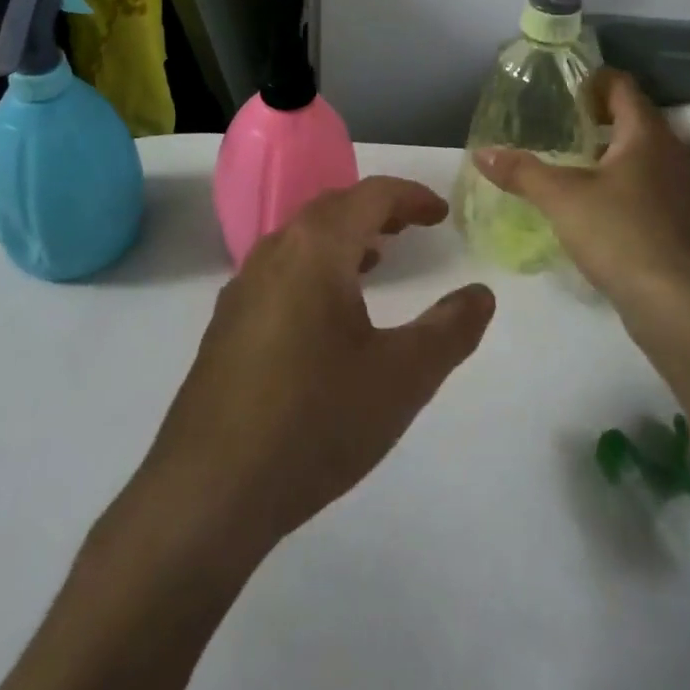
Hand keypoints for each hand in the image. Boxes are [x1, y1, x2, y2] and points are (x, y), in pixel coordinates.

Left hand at [141, 177, 494, 554]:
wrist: (208, 494)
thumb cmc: (315, 421)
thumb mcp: (402, 377)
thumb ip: (450, 329)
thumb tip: (481, 294)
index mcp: (315, 249)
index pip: (370, 196)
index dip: (411, 196)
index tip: (442, 214)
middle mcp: (273, 253)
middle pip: (331, 208)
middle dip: (376, 210)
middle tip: (412, 226)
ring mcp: (242, 289)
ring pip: (300, 239)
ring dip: (343, 237)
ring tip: (376, 258)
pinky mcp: (226, 326)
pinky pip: (279, 271)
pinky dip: (314, 267)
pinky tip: (326, 313)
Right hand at [473, 68, 689, 314]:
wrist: (671, 301)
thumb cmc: (618, 233)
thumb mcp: (560, 197)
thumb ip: (521, 171)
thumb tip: (481, 152)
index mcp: (647, 133)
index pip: (623, 85)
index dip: (593, 79)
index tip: (561, 88)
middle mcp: (670, 150)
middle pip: (633, 115)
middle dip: (597, 113)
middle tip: (558, 119)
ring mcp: (678, 184)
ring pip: (641, 149)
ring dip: (609, 146)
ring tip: (569, 156)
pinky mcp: (676, 215)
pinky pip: (646, 178)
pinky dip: (620, 174)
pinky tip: (592, 195)